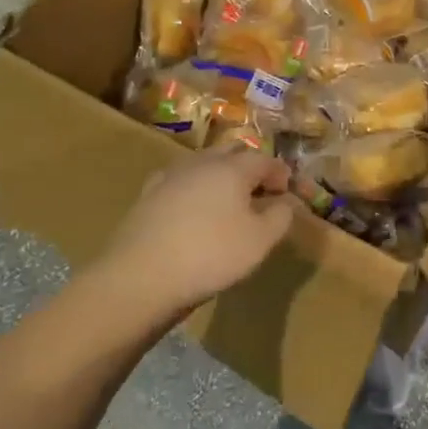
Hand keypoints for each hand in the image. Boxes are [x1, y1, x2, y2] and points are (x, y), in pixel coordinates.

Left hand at [98, 147, 298, 322]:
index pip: (265, 159)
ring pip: (204, 165)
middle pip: (233, 152)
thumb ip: (281, 216)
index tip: (288, 193)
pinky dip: (195, 190)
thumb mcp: (260, 241)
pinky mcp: (148, 195)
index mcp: (232, 167)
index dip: (281, 174)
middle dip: (251, 166)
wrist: (139, 276)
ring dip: (222, 177)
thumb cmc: (210, 255)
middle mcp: (201, 162)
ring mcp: (171, 176)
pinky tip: (194, 212)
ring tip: (229, 203)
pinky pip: (181, 183)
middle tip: (261, 192)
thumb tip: (286, 202)